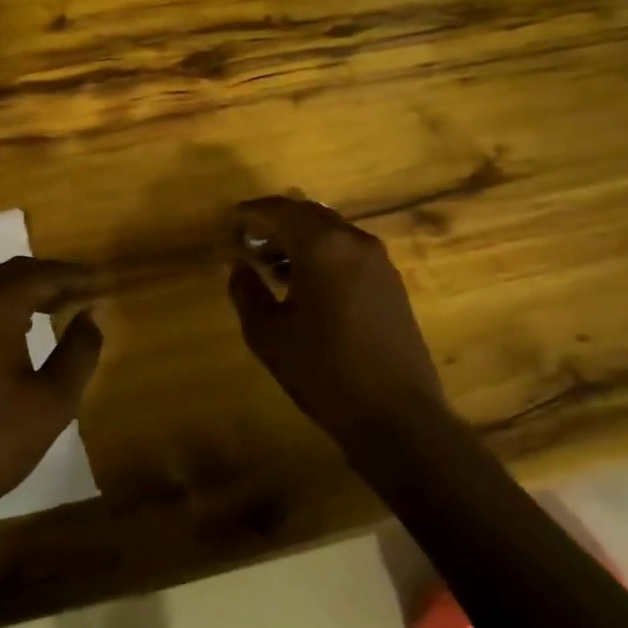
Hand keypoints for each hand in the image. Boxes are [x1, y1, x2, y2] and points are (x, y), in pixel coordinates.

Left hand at [0, 257, 102, 526]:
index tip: (107, 282)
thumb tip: (89, 316)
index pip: (43, 275)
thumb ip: (79, 351)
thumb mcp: (53, 401)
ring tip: (65, 305)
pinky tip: (26, 327)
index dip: (78, 276)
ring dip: (31, 290)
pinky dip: (8, 305)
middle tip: (89, 291)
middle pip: (16, 272)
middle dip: (55, 278)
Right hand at [226, 196, 447, 448]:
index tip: (228, 223)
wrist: (398, 417)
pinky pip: (347, 250)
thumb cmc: (324, 372)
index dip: (250, 213)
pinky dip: (322, 254)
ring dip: (299, 238)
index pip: (279, 210)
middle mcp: (354, 241)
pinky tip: (305, 284)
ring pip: (329, 231)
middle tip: (246, 242)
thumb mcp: (268, 334)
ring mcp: (378, 261)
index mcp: (322, 246)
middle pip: (307, 214)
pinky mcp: (391, 282)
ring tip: (271, 265)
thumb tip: (237, 265)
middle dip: (275, 223)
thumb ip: (246, 291)